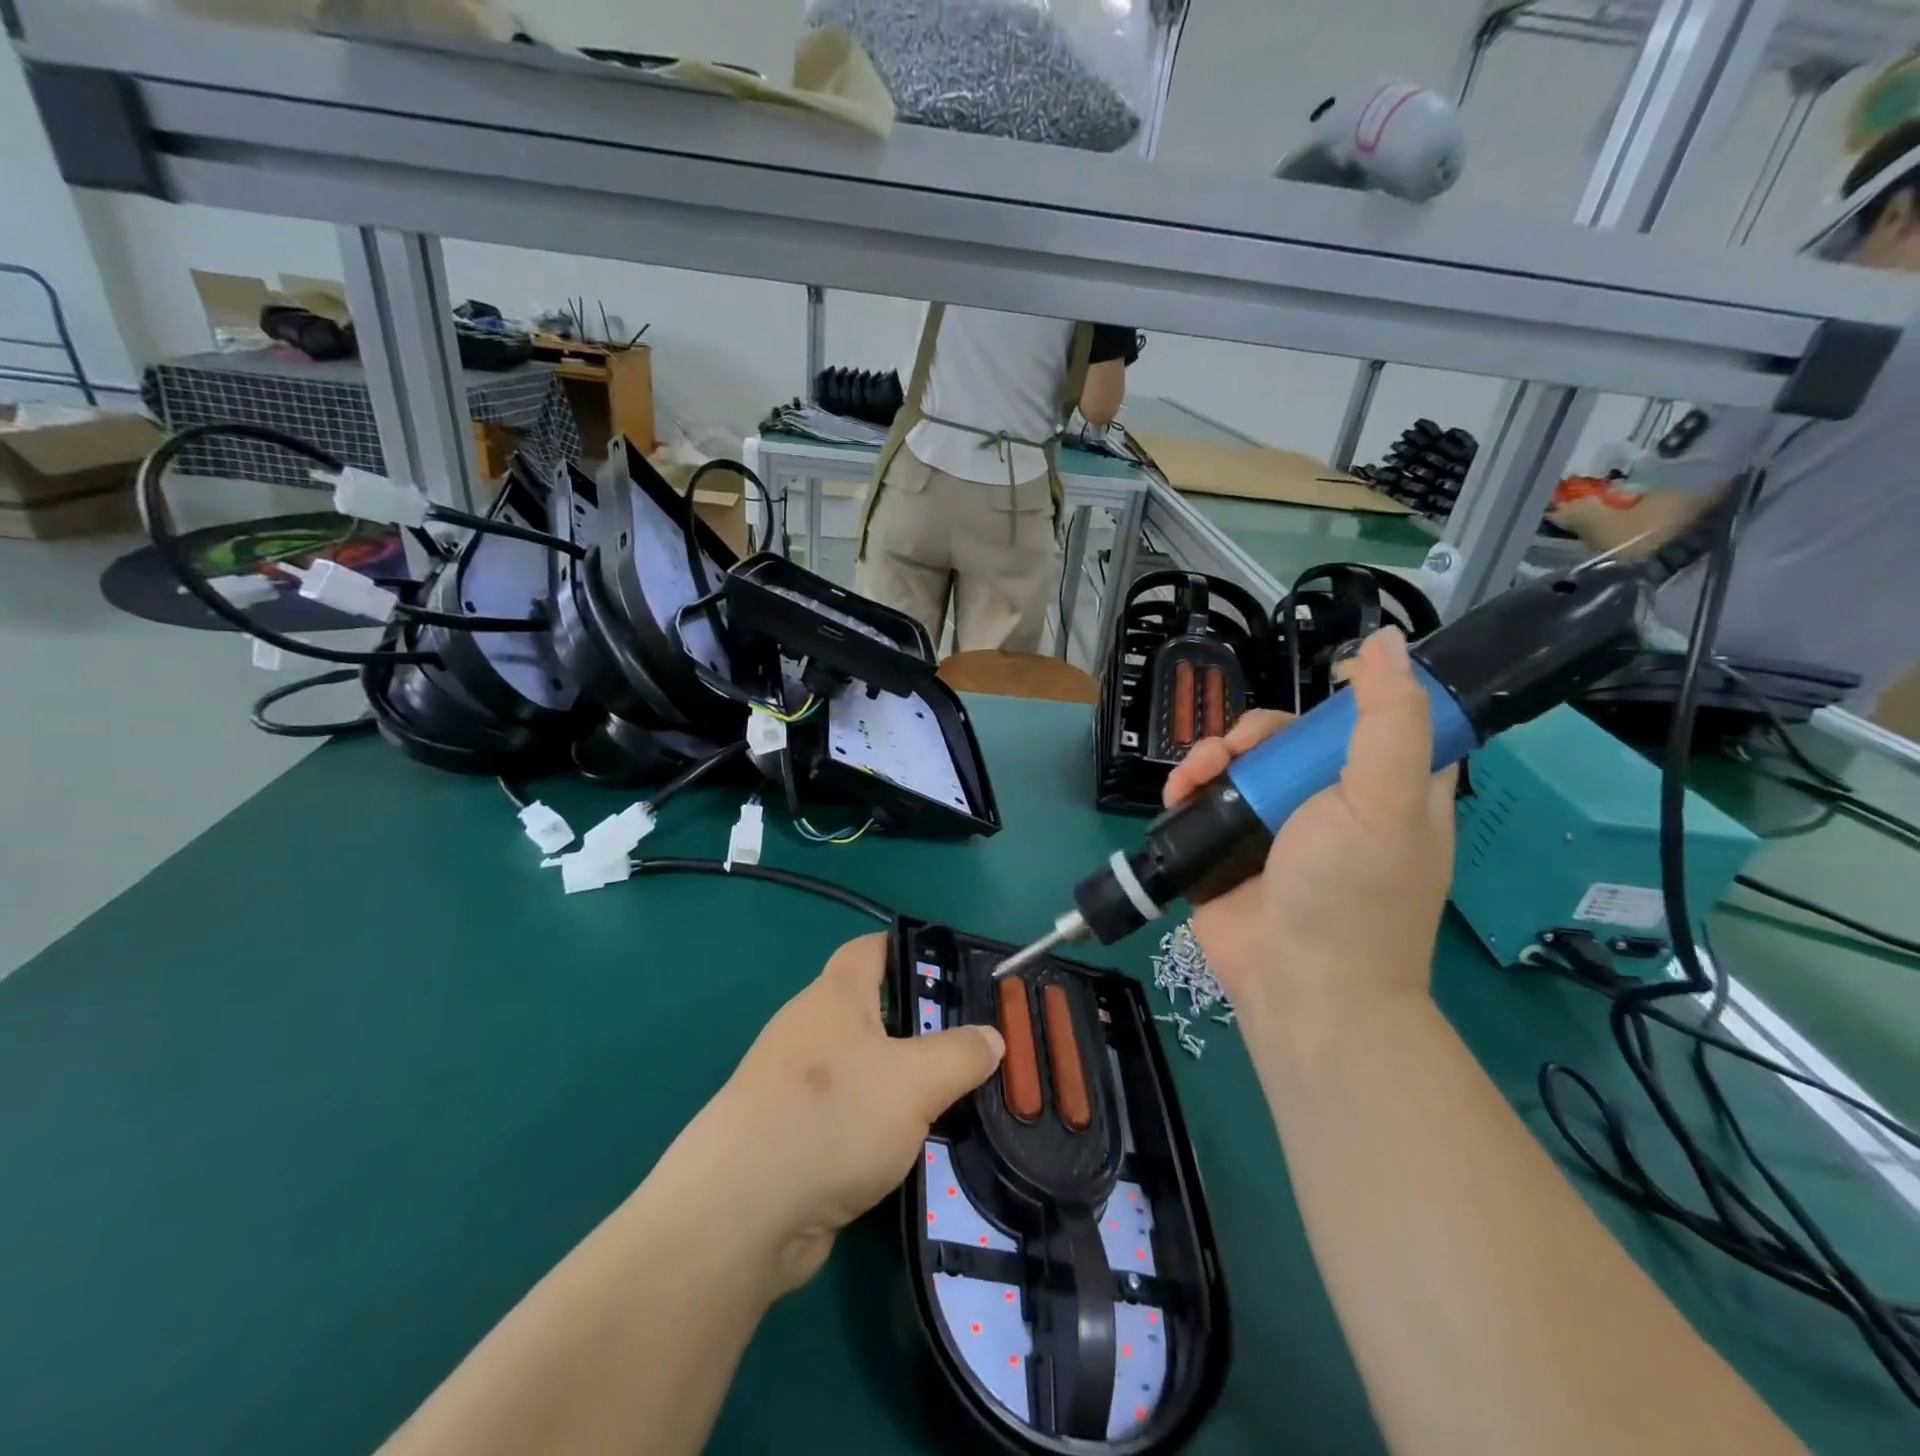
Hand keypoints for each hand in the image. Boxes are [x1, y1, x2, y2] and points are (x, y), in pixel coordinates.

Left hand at [663, 935, 1003, 1297]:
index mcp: (835, 996)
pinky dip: (881, 1129)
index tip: (957, 974)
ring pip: (866, 1070)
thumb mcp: (915, 1080)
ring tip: (959, 1104)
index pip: (873, 948)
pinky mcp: (794, 1137)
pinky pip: (851, 1117)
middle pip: (875, 1012)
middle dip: (923, 1029)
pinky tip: (915, 1152)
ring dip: (906, 1086)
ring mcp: (797, 1086)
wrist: (739, 1216)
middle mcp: (812, 1031)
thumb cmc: (832, 1117)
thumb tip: (991, 1038)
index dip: (912, 951)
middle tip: (975, 1051)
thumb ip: (960, 1054)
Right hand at [1162, 627, 1455, 1035]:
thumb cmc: (1351, 892)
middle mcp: (1333, 800)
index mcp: (1388, 787)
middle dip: (1256, 732)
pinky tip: (1177, 795)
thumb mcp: (1383, 800)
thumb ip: (1387, 720)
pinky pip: (1206, 798)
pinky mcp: (1230, 847)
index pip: (1377, 719)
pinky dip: (1187, 788)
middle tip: (1238, 751)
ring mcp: (1277, 825)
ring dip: (1211, 756)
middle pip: (1291, 735)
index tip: (1322, 687)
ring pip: (1242, 762)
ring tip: (1193, 777)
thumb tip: (1383, 641)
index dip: (1350, 696)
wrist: (1297, 985)